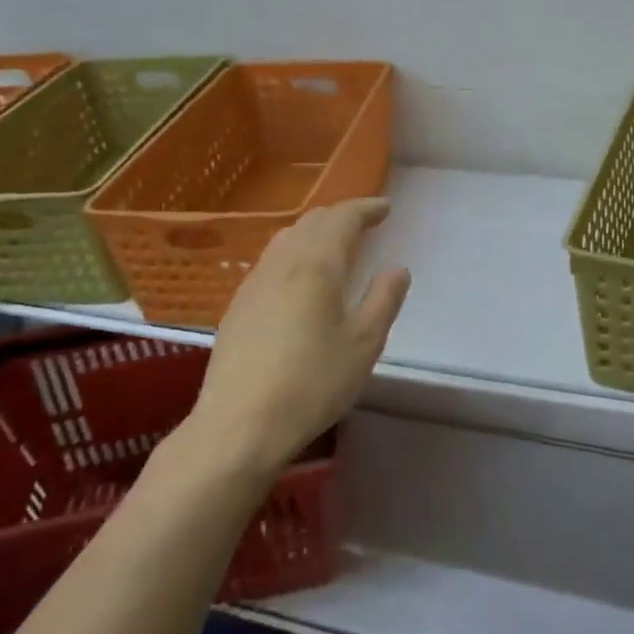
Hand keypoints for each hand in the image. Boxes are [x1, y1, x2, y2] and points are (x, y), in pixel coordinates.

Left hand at [187, 198, 410, 476]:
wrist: (238, 425)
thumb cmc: (312, 383)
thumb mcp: (363, 344)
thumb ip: (383, 300)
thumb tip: (397, 269)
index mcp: (316, 264)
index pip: (342, 218)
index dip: (365, 208)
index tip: (386, 208)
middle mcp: (281, 262)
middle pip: (311, 222)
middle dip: (340, 216)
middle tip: (364, 223)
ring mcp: (253, 283)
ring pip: (286, 239)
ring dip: (314, 232)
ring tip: (334, 246)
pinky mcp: (237, 306)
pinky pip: (271, 262)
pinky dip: (294, 254)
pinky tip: (299, 280)